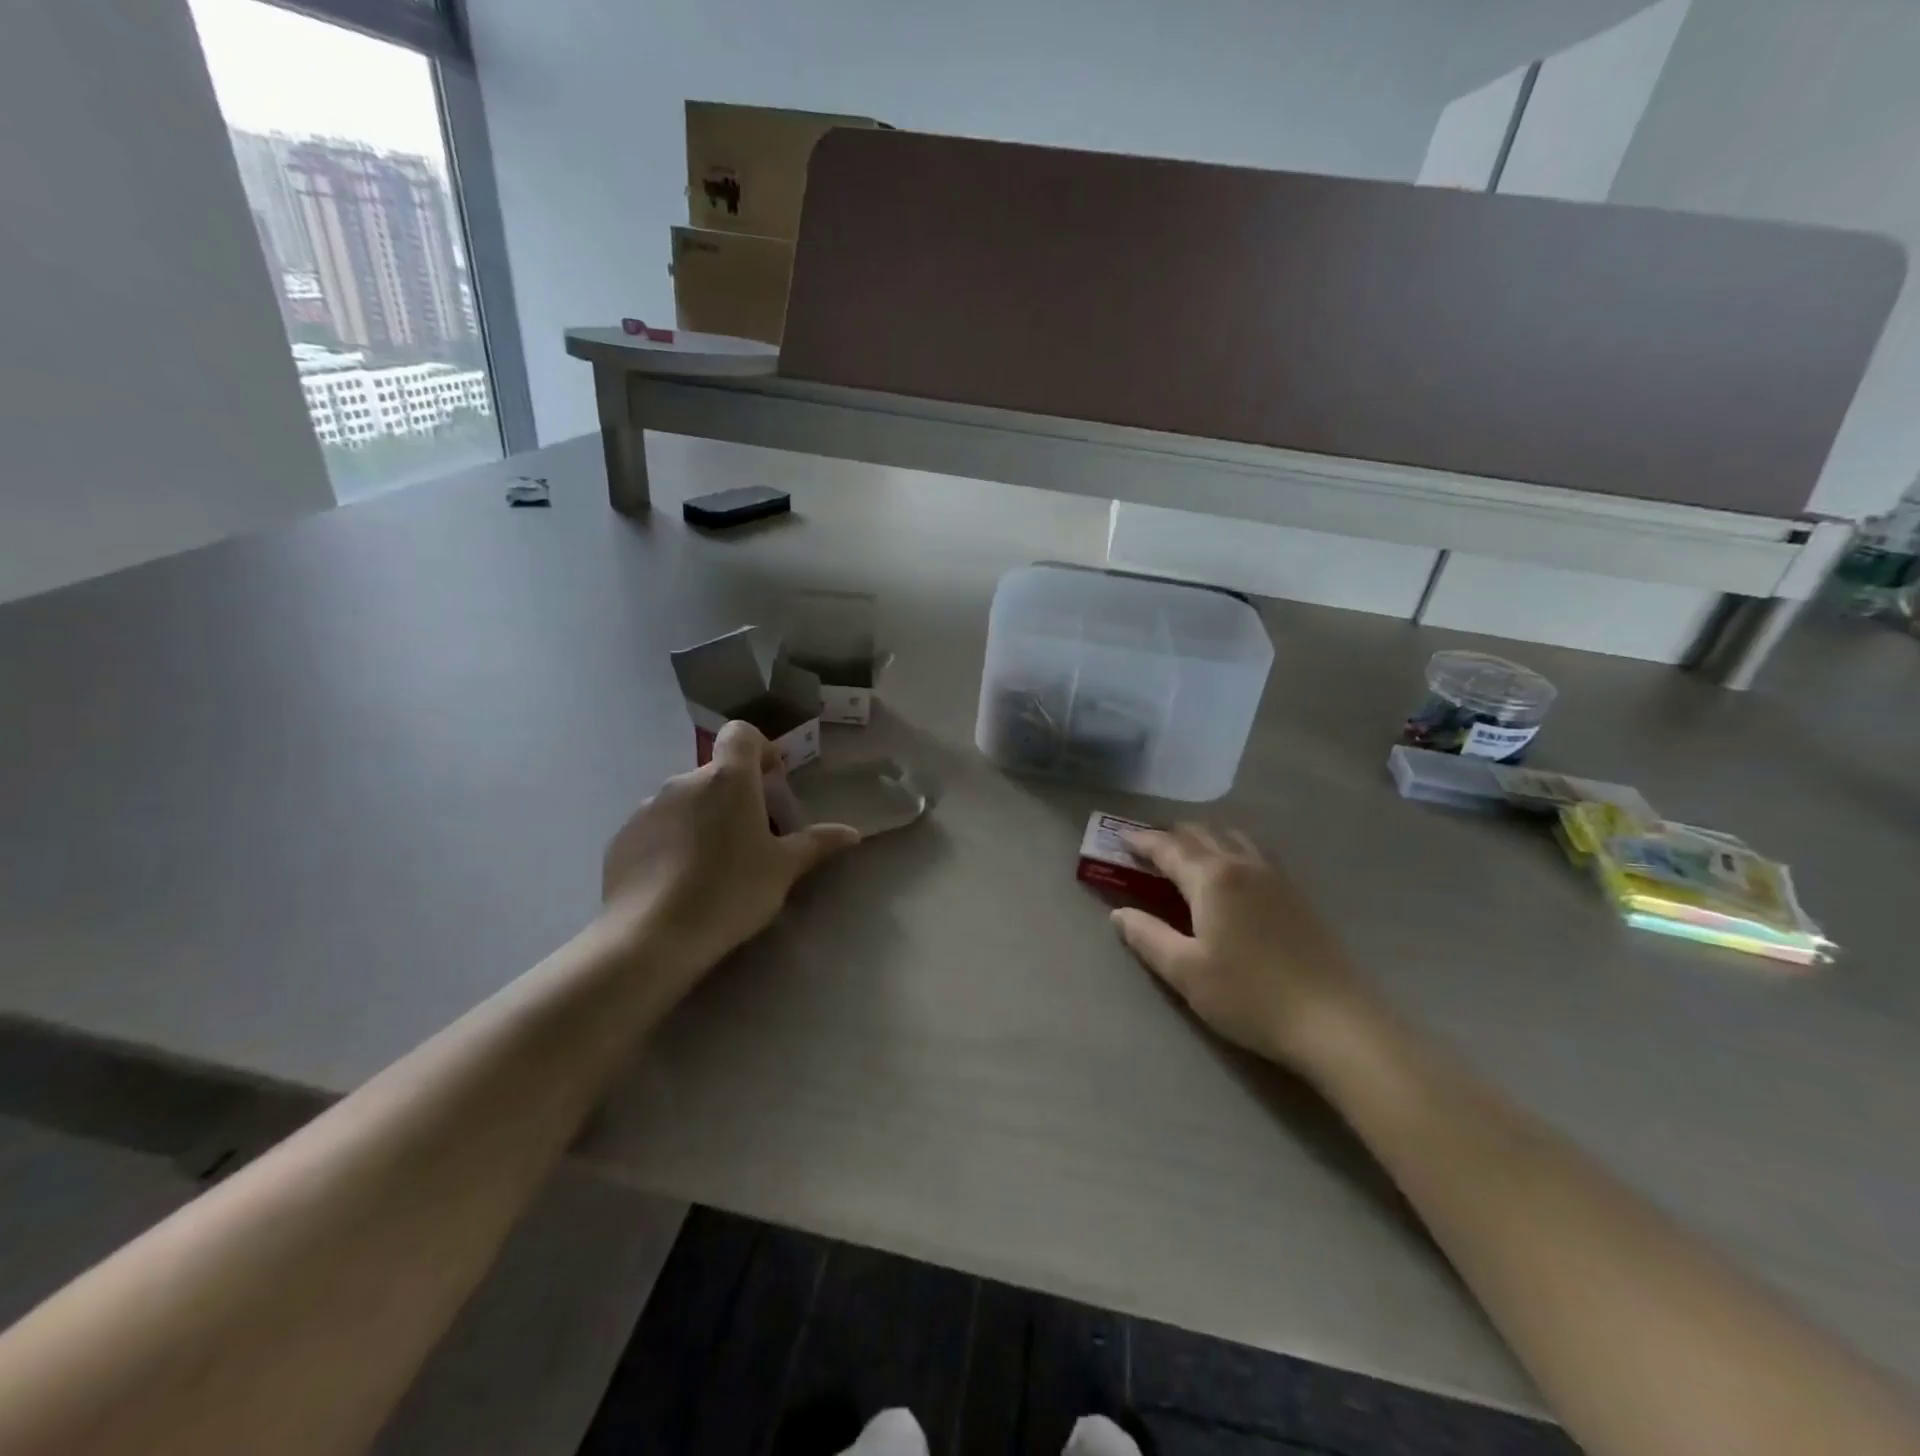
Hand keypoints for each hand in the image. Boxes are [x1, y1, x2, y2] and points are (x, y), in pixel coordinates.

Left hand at [601, 721, 859, 980]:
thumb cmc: (730, 892)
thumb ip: (816, 843)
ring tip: (712, 864)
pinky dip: (671, 840)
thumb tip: (852, 832)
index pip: (741, 734)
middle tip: (751, 836)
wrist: (650, 936)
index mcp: (728, 780)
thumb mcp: (782, 870)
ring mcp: (648, 808)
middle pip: (716, 774)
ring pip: (685, 801)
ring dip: (702, 818)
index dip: (759, 747)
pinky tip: (678, 880)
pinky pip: (656, 827)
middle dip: (735, 795)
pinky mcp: (622, 837)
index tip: (771, 778)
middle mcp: (684, 782)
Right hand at [1111, 825, 1362, 1067]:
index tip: (1119, 839)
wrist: (1333, 1022)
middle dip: (1170, 835)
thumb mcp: (1186, 972)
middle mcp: (1243, 864)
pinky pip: (1254, 852)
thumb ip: (1147, 937)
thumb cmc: (1249, 996)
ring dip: (1203, 837)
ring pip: (1232, 837)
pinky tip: (1230, 872)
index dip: (1141, 841)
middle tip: (1147, 847)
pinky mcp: (1296, 894)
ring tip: (1186, 853)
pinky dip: (1230, 848)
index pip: (1168, 848)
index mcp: (1212, 878)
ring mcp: (1275, 876)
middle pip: (1201, 834)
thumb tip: (1119, 914)